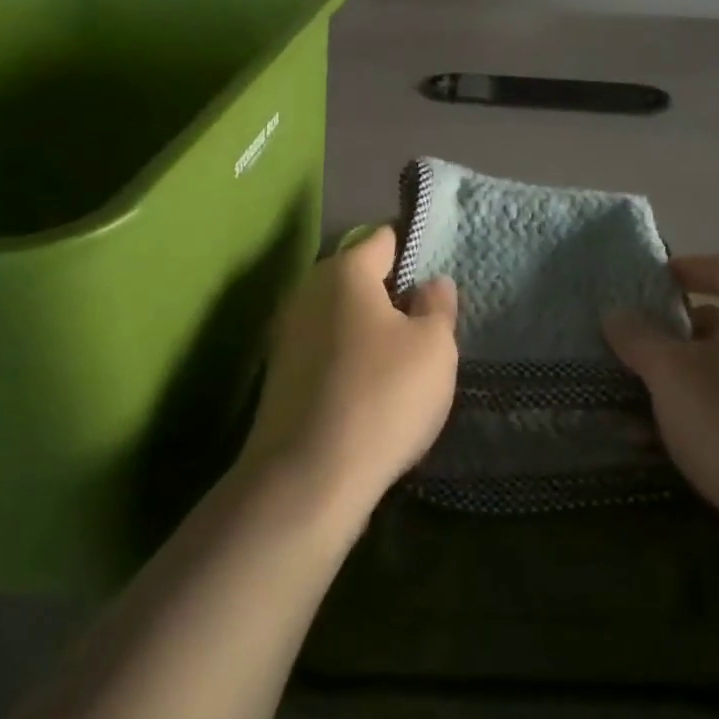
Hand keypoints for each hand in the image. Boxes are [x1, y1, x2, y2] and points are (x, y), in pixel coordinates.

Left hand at [240, 226, 458, 524]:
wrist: (307, 479)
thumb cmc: (382, 396)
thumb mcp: (433, 347)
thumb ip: (437, 305)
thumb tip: (431, 283)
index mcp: (344, 271)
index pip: (384, 239)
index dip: (414, 250)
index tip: (438, 275)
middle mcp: (308, 291)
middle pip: (360, 279)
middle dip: (393, 295)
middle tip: (428, 325)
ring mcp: (288, 334)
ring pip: (342, 317)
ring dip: (371, 331)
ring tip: (405, 362)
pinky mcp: (280, 375)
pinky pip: (327, 351)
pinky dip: (350, 360)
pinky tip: (372, 391)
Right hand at [604, 254, 718, 594]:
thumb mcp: (672, 375)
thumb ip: (639, 338)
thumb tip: (618, 315)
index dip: (686, 268)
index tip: (649, 284)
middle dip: (680, 328)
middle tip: (640, 345)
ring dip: (690, 373)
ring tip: (648, 395)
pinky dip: (711, 408)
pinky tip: (678, 439)